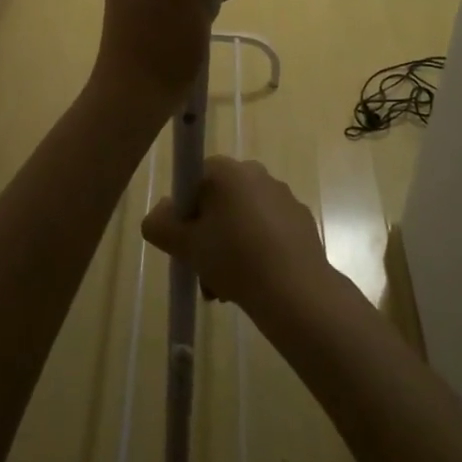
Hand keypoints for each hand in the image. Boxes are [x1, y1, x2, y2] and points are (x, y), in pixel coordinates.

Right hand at [141, 157, 329, 317]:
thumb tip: (159, 215)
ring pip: (244, 219)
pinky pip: (269, 231)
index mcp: (228, 171)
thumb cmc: (233, 258)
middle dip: (208, 234)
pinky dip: (258, 251)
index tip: (186, 240)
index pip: (196, 179)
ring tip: (225, 288)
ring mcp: (283, 197)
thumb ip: (159, 225)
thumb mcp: (184, 245)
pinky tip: (254, 283)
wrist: (294, 290)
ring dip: (230, 247)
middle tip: (202, 269)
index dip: (186, 210)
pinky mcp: (302, 221)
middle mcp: (257, 174)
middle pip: (220, 201)